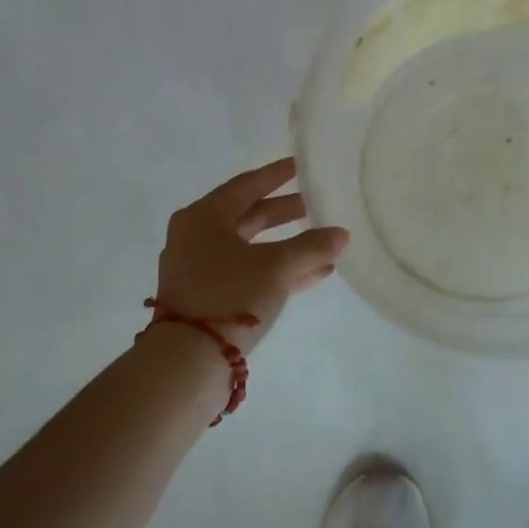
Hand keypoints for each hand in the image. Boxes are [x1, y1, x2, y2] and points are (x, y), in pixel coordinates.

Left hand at [154, 158, 348, 353]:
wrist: (187, 361)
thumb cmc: (229, 295)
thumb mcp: (277, 266)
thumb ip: (312, 247)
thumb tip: (341, 234)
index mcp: (203, 217)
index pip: (246, 185)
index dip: (277, 175)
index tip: (300, 166)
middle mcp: (196, 238)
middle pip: (248, 216)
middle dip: (284, 212)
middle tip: (315, 203)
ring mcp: (200, 270)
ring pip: (250, 248)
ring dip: (286, 245)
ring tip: (322, 241)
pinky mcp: (208, 299)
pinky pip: (249, 273)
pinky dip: (277, 270)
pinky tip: (313, 274)